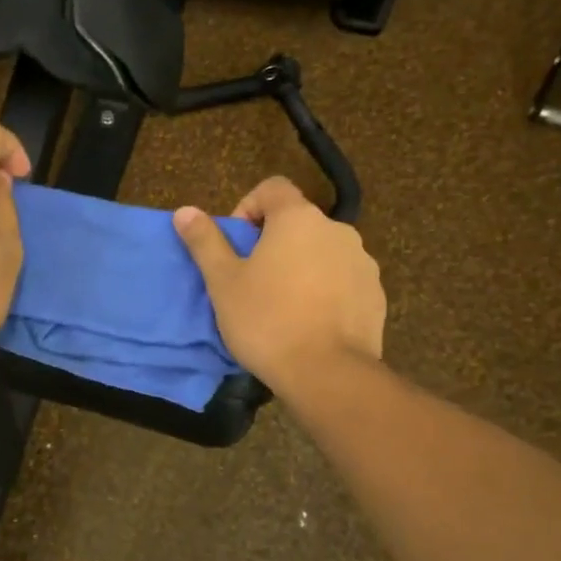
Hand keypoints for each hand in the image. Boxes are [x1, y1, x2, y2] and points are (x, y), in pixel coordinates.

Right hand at [173, 177, 384, 395]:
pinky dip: (326, 290)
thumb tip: (185, 211)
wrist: (327, 373)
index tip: (238, 243)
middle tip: (254, 280)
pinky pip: (344, 280)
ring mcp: (362, 262)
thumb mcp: (223, 282)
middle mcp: (337, 229)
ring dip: (302, 266)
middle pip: (299, 222)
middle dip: (275, 242)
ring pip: (323, 252)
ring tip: (283, 306)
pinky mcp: (375, 294)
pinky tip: (311, 323)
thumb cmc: (266, 320)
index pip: (273, 187)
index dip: (249, 207)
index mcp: (298, 218)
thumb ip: (205, 241)